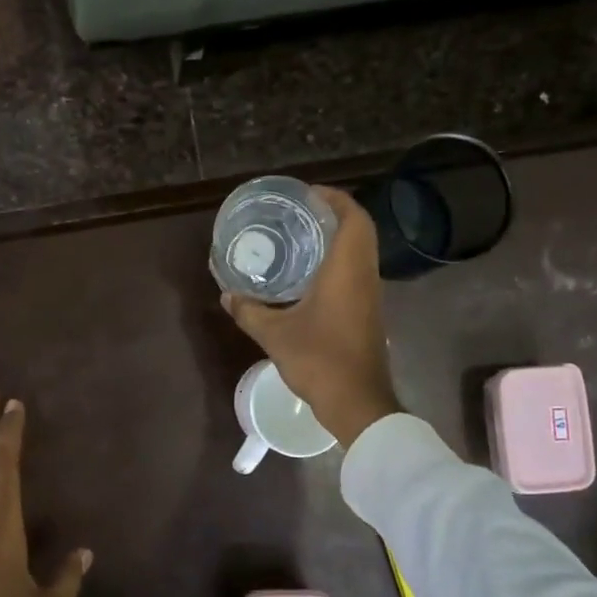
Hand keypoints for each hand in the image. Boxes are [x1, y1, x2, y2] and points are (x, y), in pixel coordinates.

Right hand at [223, 186, 400, 447]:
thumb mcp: (275, 335)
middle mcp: (364, 276)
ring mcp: (370, 295)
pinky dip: (338, 261)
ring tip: (301, 236)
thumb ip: (249, 311)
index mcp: (347, 270)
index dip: (334, 198)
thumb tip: (227, 295)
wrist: (357, 402)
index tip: (307, 193)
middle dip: (333, 214)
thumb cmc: (320, 360)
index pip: (353, 218)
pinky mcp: (368, 313)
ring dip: (337, 238)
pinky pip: (356, 272)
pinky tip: (309, 274)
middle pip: (360, 230)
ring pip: (360, 252)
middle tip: (299, 212)